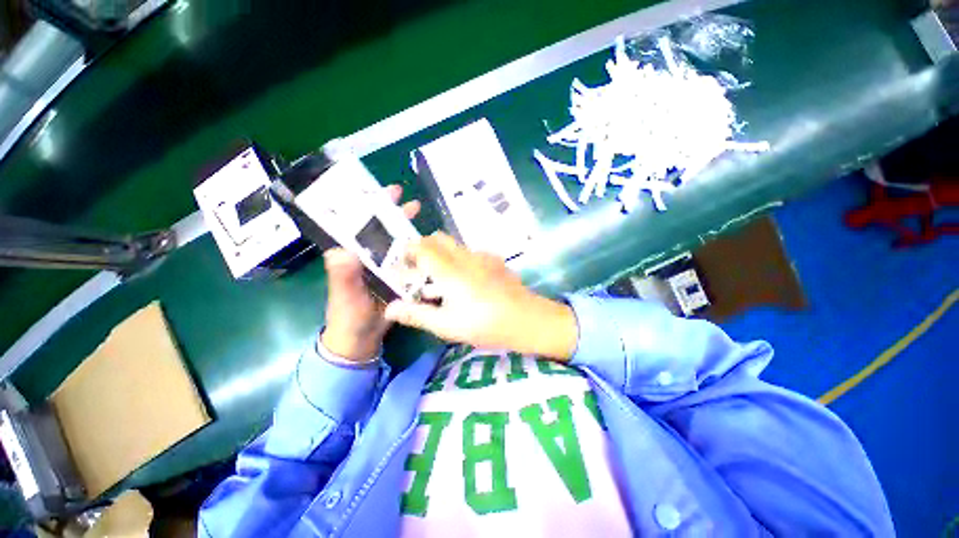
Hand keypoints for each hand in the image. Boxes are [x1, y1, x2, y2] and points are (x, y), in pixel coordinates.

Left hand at [320, 185, 420, 361]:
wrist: (362, 338)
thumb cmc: (347, 315)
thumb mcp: (344, 295)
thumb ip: (342, 276)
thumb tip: (341, 251)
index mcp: (353, 255)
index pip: (359, 225)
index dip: (371, 207)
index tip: (386, 193)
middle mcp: (369, 257)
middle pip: (382, 231)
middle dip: (395, 214)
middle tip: (412, 203)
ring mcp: (386, 268)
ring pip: (398, 244)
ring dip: (409, 231)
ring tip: (424, 220)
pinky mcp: (399, 278)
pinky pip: (410, 261)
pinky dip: (419, 252)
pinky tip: (432, 246)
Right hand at [384, 233, 577, 360]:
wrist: (527, 319)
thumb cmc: (485, 325)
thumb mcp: (447, 325)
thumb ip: (417, 314)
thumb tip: (389, 309)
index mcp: (450, 270)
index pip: (421, 246)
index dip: (407, 251)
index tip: (402, 267)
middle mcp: (464, 256)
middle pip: (437, 239)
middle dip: (423, 250)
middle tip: (420, 273)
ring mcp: (482, 256)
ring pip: (454, 245)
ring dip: (441, 256)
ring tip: (442, 282)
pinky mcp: (494, 260)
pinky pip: (469, 253)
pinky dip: (458, 261)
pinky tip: (466, 283)